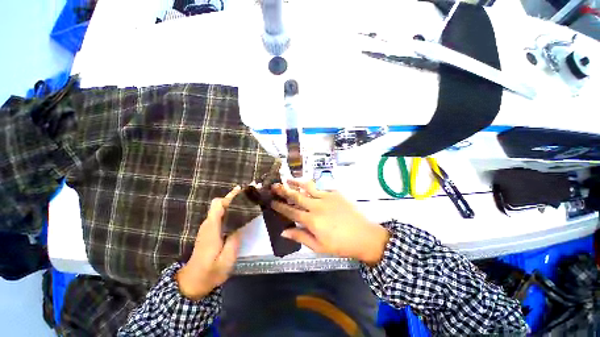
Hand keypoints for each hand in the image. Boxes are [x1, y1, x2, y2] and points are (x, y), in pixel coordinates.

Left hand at [176, 186, 241, 299]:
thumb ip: (234, 242)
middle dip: (234, 197)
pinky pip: (220, 215)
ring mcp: (208, 227)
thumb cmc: (210, 272)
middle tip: (249, 195)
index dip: (230, 197)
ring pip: (220, 208)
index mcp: (212, 229)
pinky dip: (230, 211)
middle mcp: (208, 224)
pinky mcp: (209, 231)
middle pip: (219, 204)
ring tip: (248, 202)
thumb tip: (240, 226)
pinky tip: (240, 214)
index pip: (217, 205)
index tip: (242, 192)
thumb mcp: (226, 260)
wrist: (193, 281)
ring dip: (233, 203)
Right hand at [271, 181, 389, 265]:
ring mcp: (327, 197)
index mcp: (312, 220)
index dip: (280, 206)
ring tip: (288, 179)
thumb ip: (300, 237)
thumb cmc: (340, 245)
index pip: (291, 211)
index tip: (271, 201)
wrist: (364, 235)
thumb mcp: (318, 246)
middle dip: (284, 190)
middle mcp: (317, 206)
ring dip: (297, 182)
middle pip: (296, 196)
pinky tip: (309, 186)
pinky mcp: (335, 193)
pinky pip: (321, 188)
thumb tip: (283, 231)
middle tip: (274, 185)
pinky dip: (313, 187)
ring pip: (308, 187)